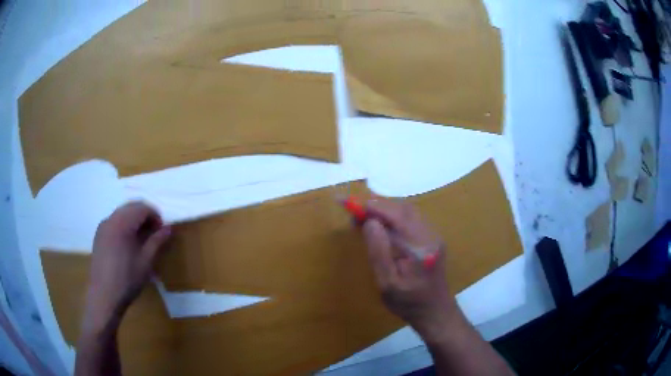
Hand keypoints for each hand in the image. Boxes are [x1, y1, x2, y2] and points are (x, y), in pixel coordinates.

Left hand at [82, 202, 170, 332]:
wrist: (104, 295)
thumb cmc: (127, 279)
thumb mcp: (146, 261)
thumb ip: (157, 241)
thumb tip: (169, 228)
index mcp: (122, 223)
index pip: (142, 208)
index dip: (155, 216)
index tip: (162, 231)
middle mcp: (111, 219)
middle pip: (131, 207)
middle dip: (145, 216)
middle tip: (155, 233)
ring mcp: (103, 226)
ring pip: (122, 213)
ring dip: (135, 220)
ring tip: (143, 239)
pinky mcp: (99, 235)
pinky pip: (114, 222)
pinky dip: (125, 226)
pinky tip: (128, 244)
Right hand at [363, 199, 458, 343]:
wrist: (435, 311)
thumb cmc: (408, 302)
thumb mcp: (387, 284)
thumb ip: (379, 252)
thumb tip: (370, 223)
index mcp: (420, 247)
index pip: (396, 216)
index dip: (374, 207)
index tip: (353, 205)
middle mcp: (430, 236)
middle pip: (404, 209)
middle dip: (379, 206)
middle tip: (357, 214)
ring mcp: (434, 236)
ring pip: (409, 211)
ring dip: (387, 210)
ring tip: (366, 218)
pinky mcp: (432, 238)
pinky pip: (413, 218)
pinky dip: (395, 216)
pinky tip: (384, 226)